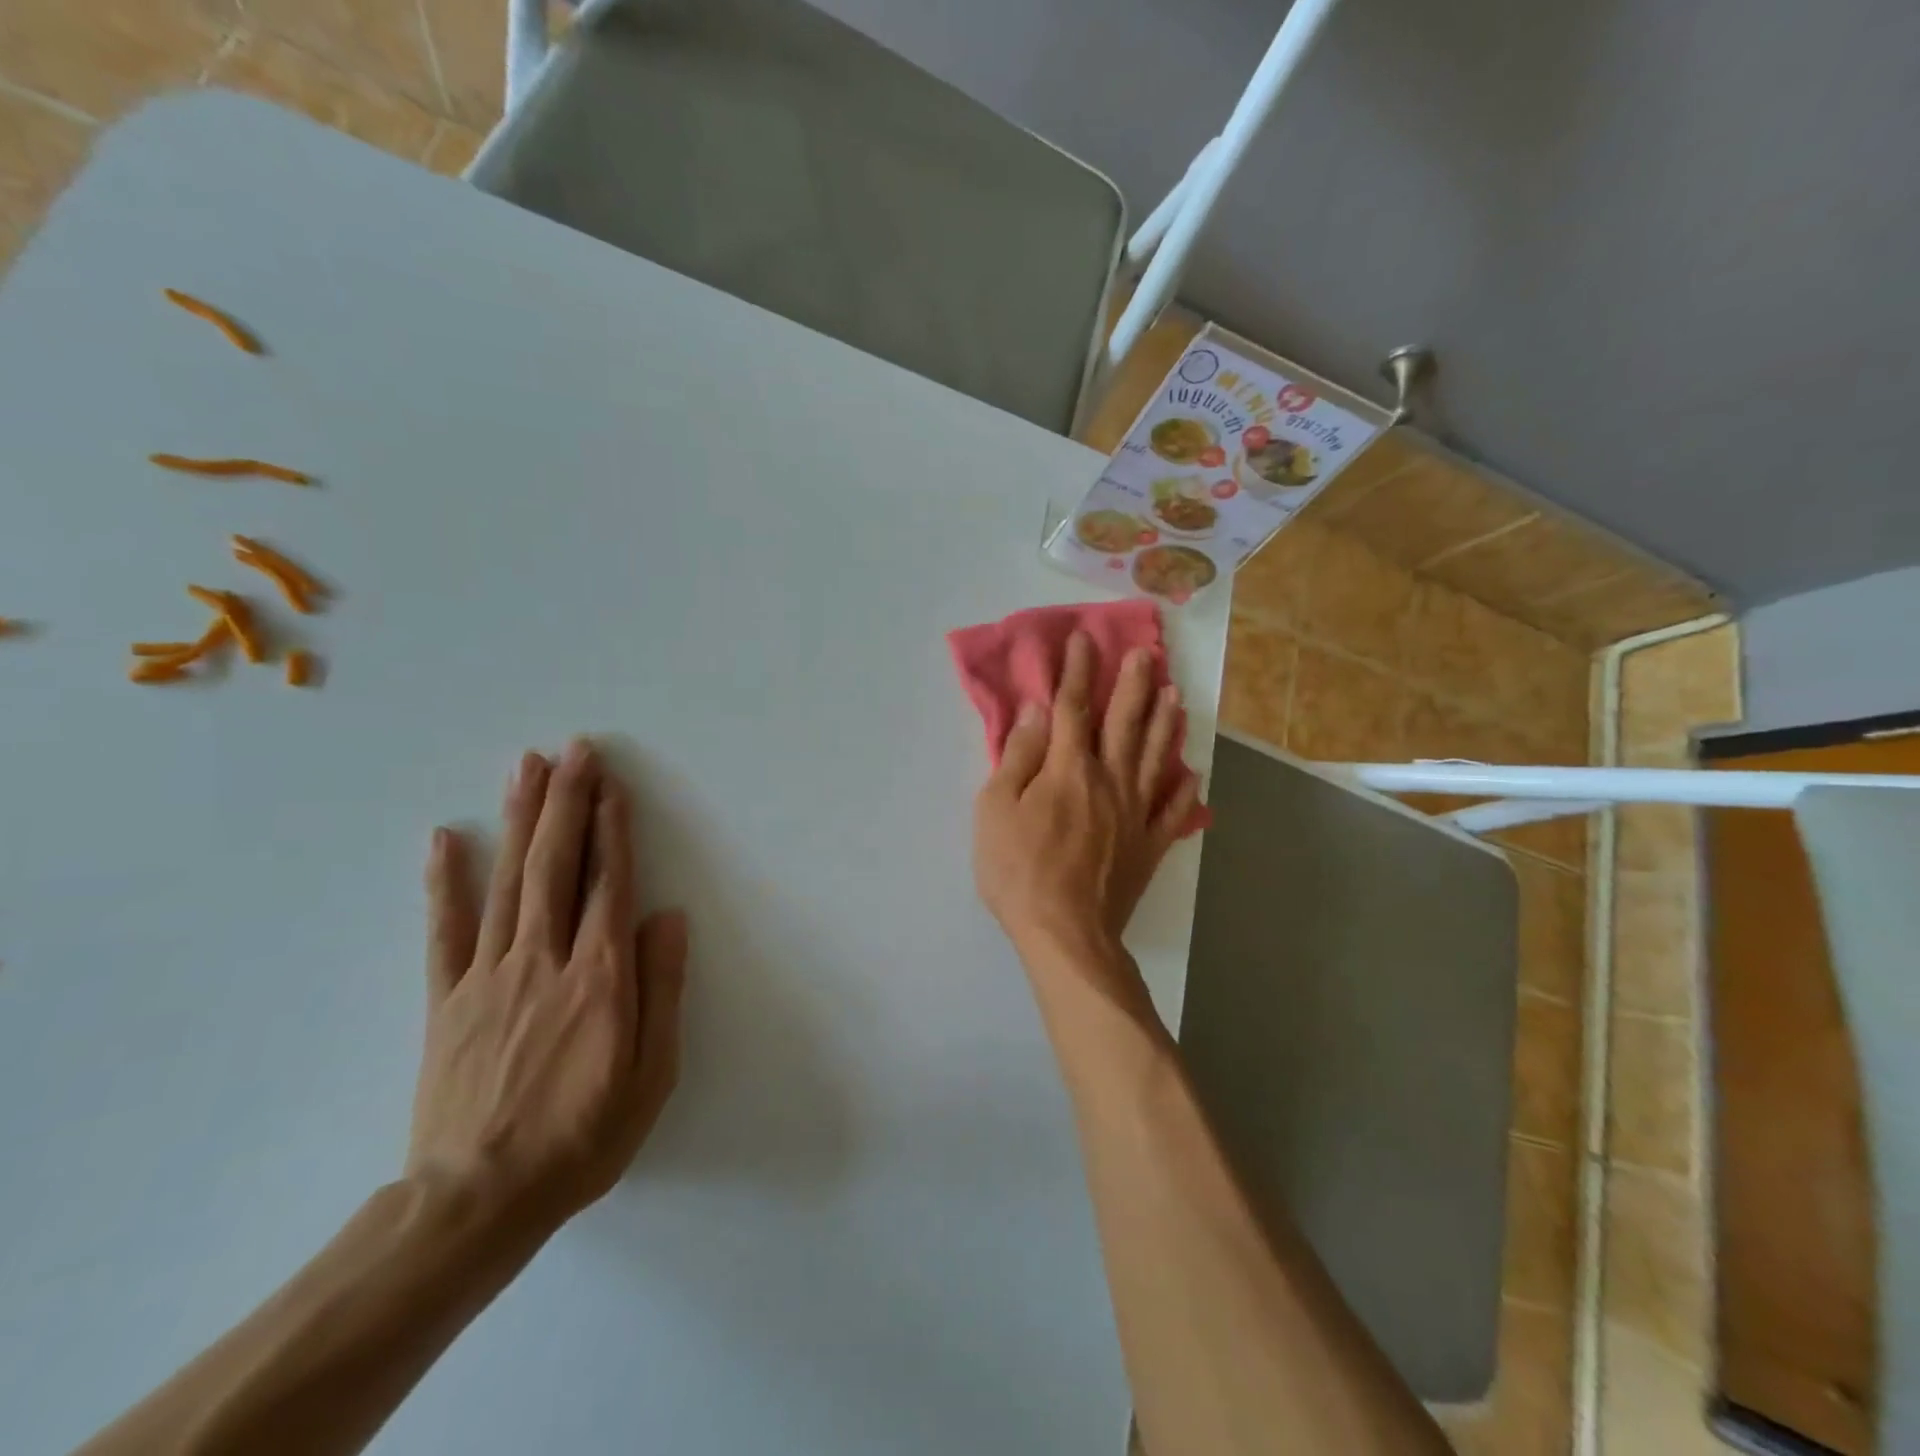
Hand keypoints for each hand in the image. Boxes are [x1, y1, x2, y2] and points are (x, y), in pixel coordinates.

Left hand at [407, 739, 688, 1233]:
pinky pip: (444, 931)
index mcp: (599, 977)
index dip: (612, 830)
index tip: (612, 785)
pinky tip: (445, 838)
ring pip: (507, 882)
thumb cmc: (582, 1137)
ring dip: (519, 819)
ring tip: (526, 766)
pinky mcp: (446, 1000)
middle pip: (556, 866)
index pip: (608, 885)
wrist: (476, 1201)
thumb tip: (668, 916)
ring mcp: (488, 976)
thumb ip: (661, 988)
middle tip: (573, 750)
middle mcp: (544, 960)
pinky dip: (444, 882)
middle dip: (567, 802)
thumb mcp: (650, 1073)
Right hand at [972, 632, 1199, 958]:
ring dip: (1165, 722)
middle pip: (1125, 723)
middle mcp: (1110, 780)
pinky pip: (1172, 810)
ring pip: (1155, 757)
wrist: (1065, 932)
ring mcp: (1136, 813)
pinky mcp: (1150, 846)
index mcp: (1069, 768)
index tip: (1083, 639)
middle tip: (1146, 653)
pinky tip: (1191, 774)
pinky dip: (1182, 790)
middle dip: (1133, 684)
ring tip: (1175, 695)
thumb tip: (1035, 710)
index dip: (1077, 670)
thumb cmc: (1019, 869)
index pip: (1072, 707)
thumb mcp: (996, 808)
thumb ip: (1019, 756)